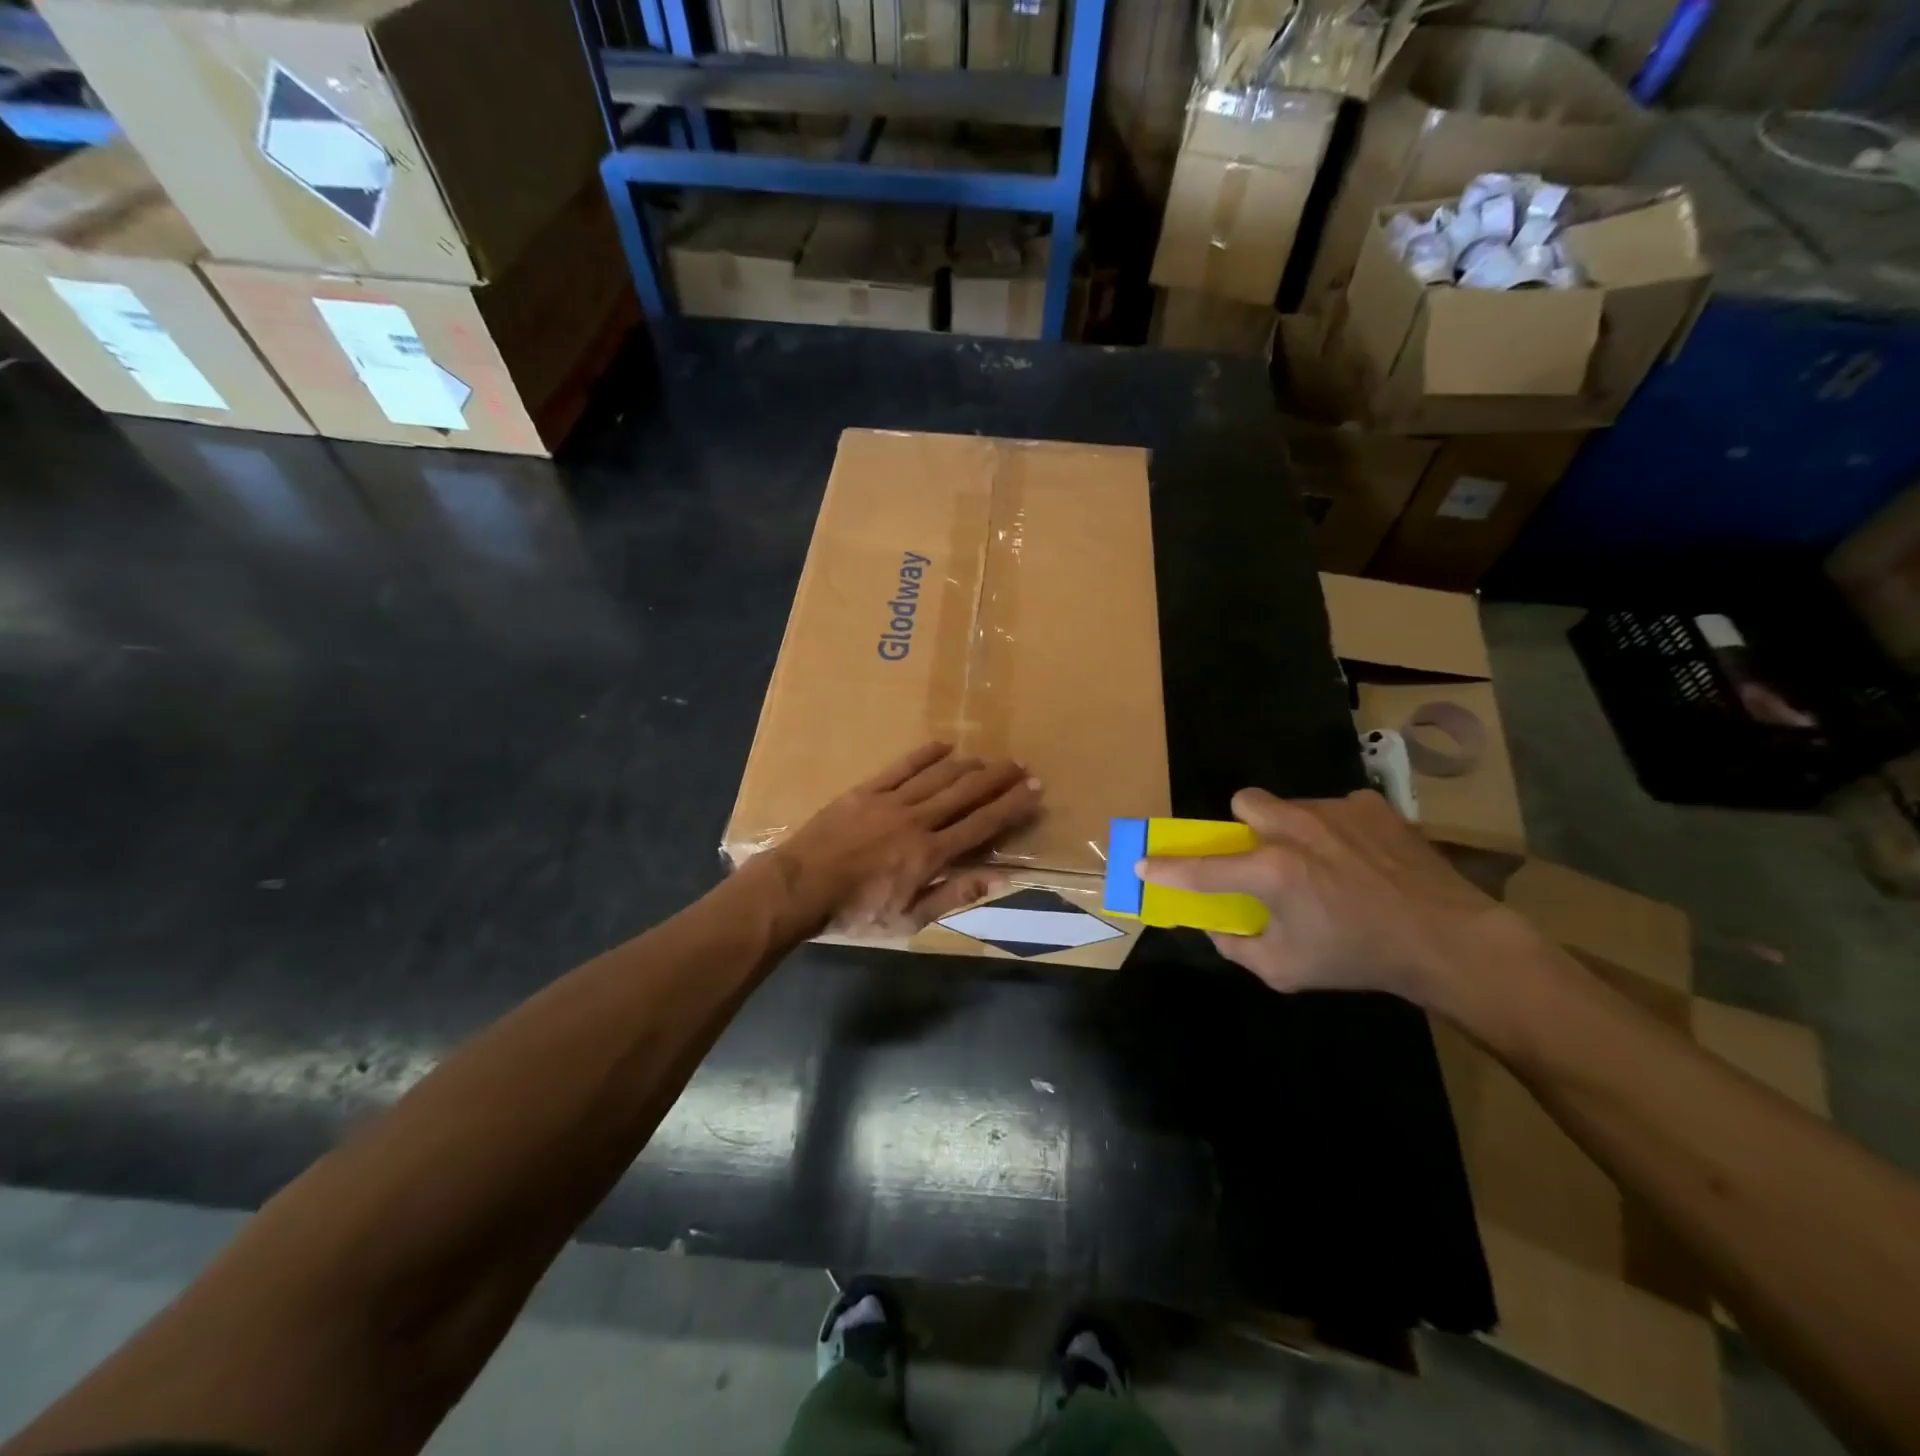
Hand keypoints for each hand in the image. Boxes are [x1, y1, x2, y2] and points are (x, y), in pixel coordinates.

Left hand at [766, 742, 1042, 937]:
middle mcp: (918, 820)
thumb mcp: (909, 919)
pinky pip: (902, 766)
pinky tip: (944, 746)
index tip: (1035, 790)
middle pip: (966, 793)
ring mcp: (891, 801)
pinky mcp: (866, 791)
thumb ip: (954, 895)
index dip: (1012, 806)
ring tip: (989, 759)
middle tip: (1022, 765)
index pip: (982, 824)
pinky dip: (926, 754)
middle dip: (998, 779)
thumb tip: (1000, 878)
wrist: (799, 888)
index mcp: (931, 854)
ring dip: (968, 765)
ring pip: (938, 776)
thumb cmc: (855, 912)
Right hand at [1139, 787, 1534, 1005]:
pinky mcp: (1370, 805)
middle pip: (1243, 803)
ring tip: (1324, 864)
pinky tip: (1361, 860)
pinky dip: (1335, 831)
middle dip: (1244, 829)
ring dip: (1291, 831)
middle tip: (1264, 859)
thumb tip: (1215, 924)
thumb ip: (1236, 946)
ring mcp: (1334, 810)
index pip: (1199, 867)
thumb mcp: (1285, 970)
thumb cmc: (1358, 958)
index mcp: (1270, 871)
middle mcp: (1294, 829)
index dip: (1165, 867)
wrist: (1448, 941)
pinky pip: (1334, 809)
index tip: (1143, 863)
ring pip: (1289, 805)